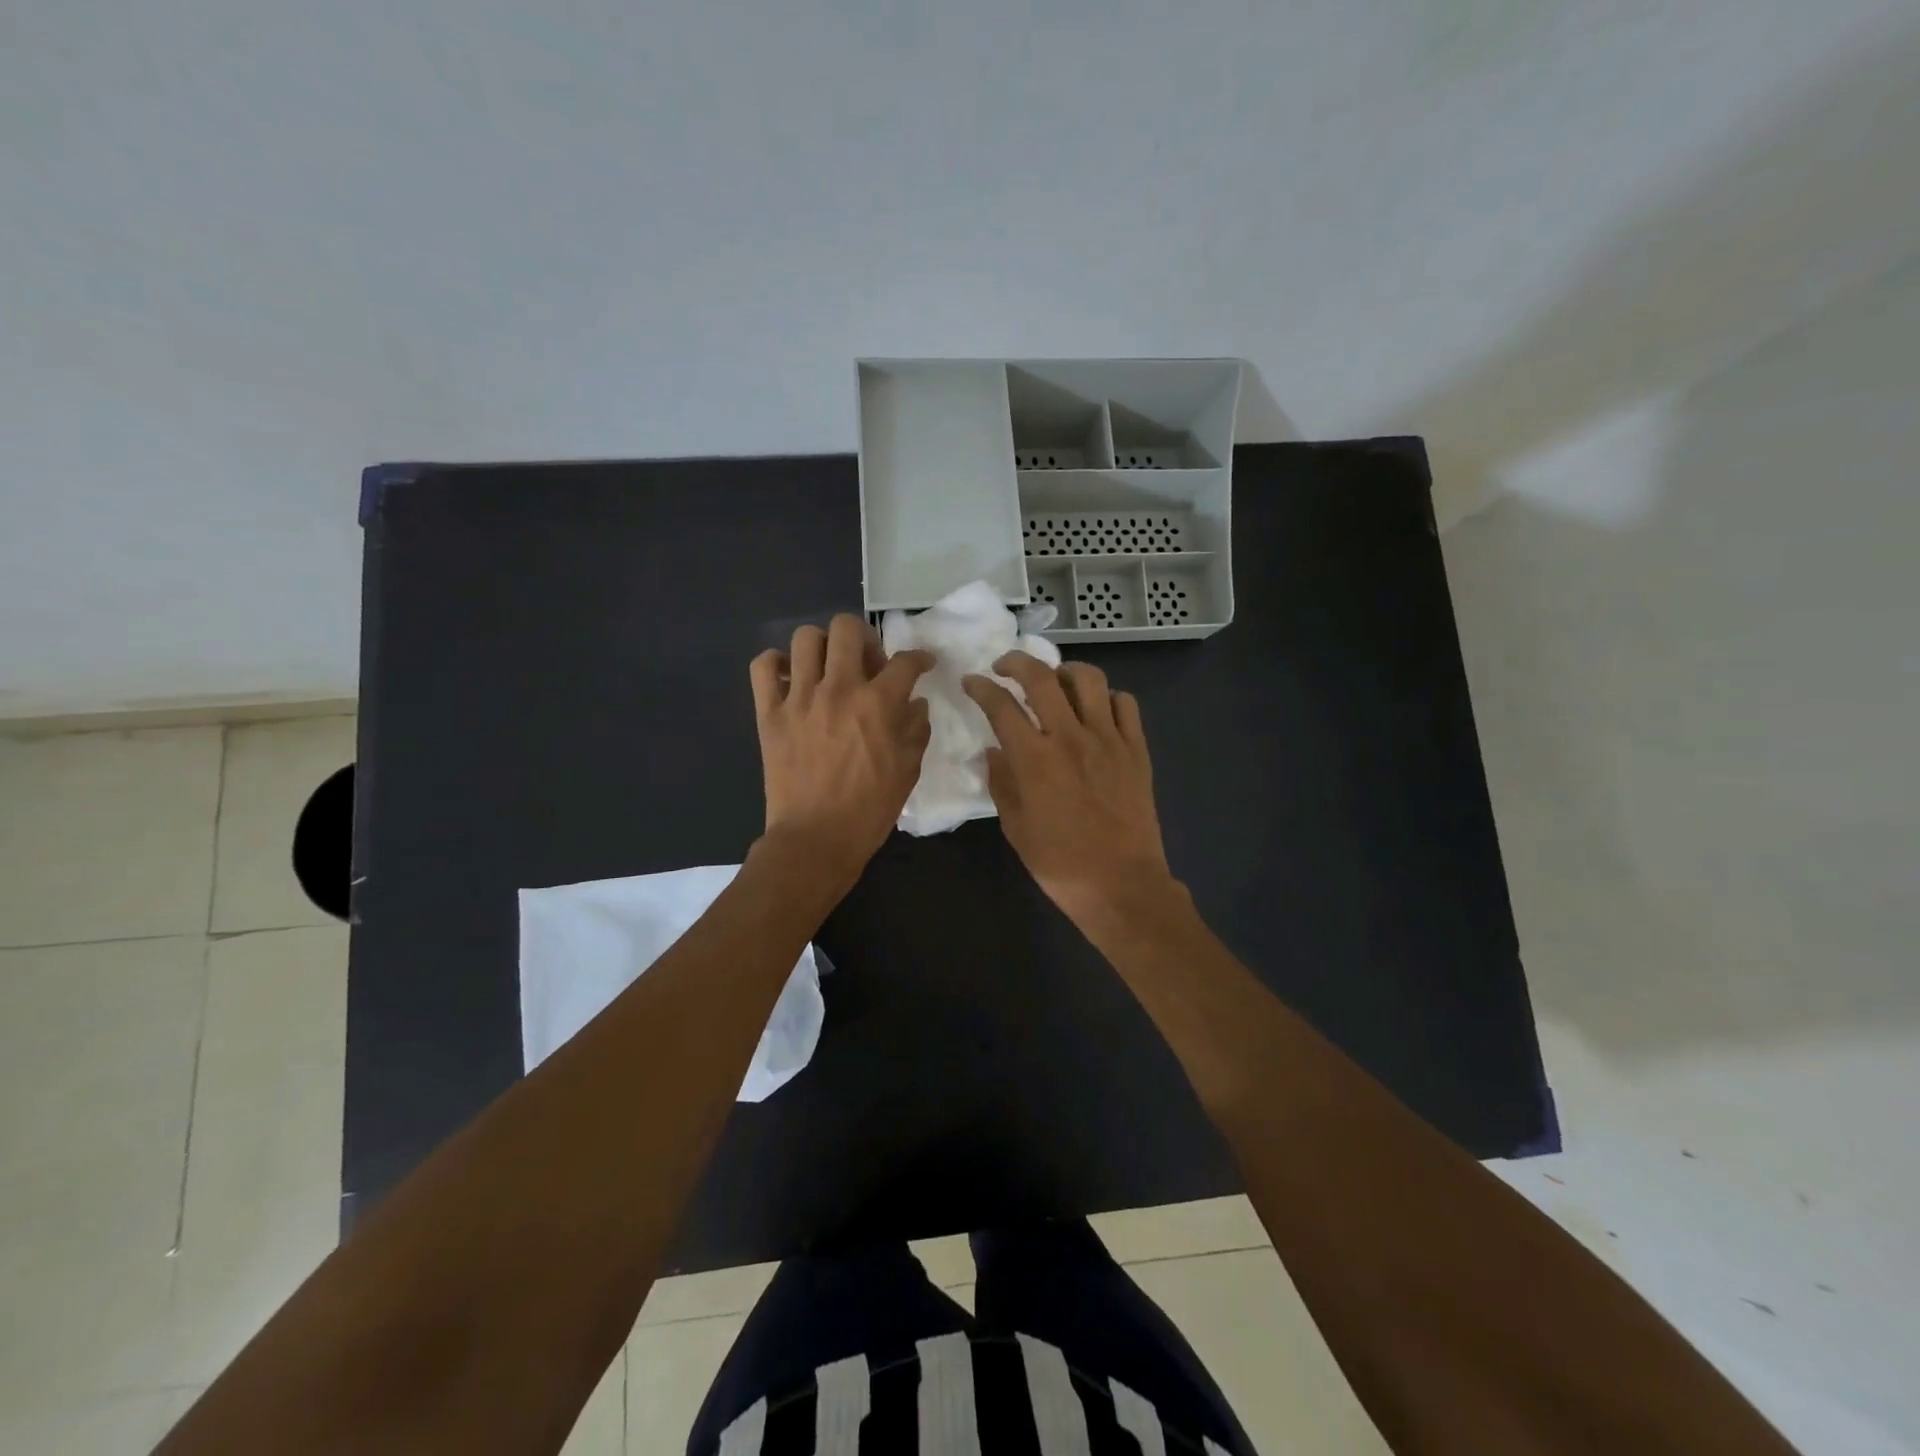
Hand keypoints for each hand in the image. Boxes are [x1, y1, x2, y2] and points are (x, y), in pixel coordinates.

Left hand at [750, 615, 933, 882]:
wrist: (815, 839)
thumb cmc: (869, 810)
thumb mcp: (908, 771)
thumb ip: (916, 730)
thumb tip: (916, 704)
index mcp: (877, 704)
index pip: (905, 662)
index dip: (920, 658)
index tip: (922, 664)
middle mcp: (838, 689)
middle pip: (847, 628)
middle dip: (864, 638)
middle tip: (868, 663)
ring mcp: (799, 699)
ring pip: (805, 638)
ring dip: (823, 647)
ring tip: (829, 669)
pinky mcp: (769, 714)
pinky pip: (763, 667)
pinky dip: (776, 665)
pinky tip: (790, 679)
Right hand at [962, 652, 1175, 923]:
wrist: (1122, 885)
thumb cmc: (1060, 864)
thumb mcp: (1016, 829)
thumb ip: (1001, 783)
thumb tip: (994, 752)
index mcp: (1034, 760)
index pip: (1001, 706)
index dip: (981, 688)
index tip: (972, 682)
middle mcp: (1070, 738)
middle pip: (1041, 678)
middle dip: (1016, 662)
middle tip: (1005, 666)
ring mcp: (1108, 740)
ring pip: (1089, 679)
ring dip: (1065, 671)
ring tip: (1055, 681)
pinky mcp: (1136, 749)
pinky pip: (1125, 704)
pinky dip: (1107, 697)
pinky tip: (1096, 711)